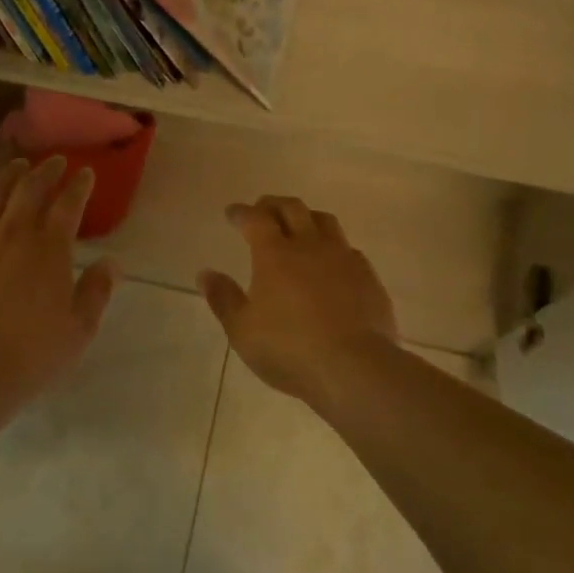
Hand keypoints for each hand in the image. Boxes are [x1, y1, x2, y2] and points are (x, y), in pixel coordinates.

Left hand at [0, 156, 118, 407]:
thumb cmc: (32, 353)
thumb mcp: (79, 329)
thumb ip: (96, 291)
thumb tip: (111, 263)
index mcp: (49, 249)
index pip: (68, 206)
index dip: (79, 186)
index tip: (86, 173)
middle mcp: (12, 233)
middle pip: (29, 190)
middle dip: (45, 171)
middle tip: (53, 162)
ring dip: (4, 175)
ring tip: (14, 165)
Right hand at [198, 196, 397, 403]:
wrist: (354, 367)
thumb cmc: (289, 349)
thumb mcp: (242, 330)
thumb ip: (223, 298)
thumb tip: (205, 274)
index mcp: (275, 254)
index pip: (255, 219)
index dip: (242, 212)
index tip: (232, 213)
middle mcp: (310, 246)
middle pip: (292, 209)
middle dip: (273, 204)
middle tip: (262, 208)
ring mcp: (343, 258)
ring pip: (325, 221)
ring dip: (306, 216)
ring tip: (298, 225)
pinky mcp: (368, 276)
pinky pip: (348, 248)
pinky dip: (333, 246)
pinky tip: (331, 261)